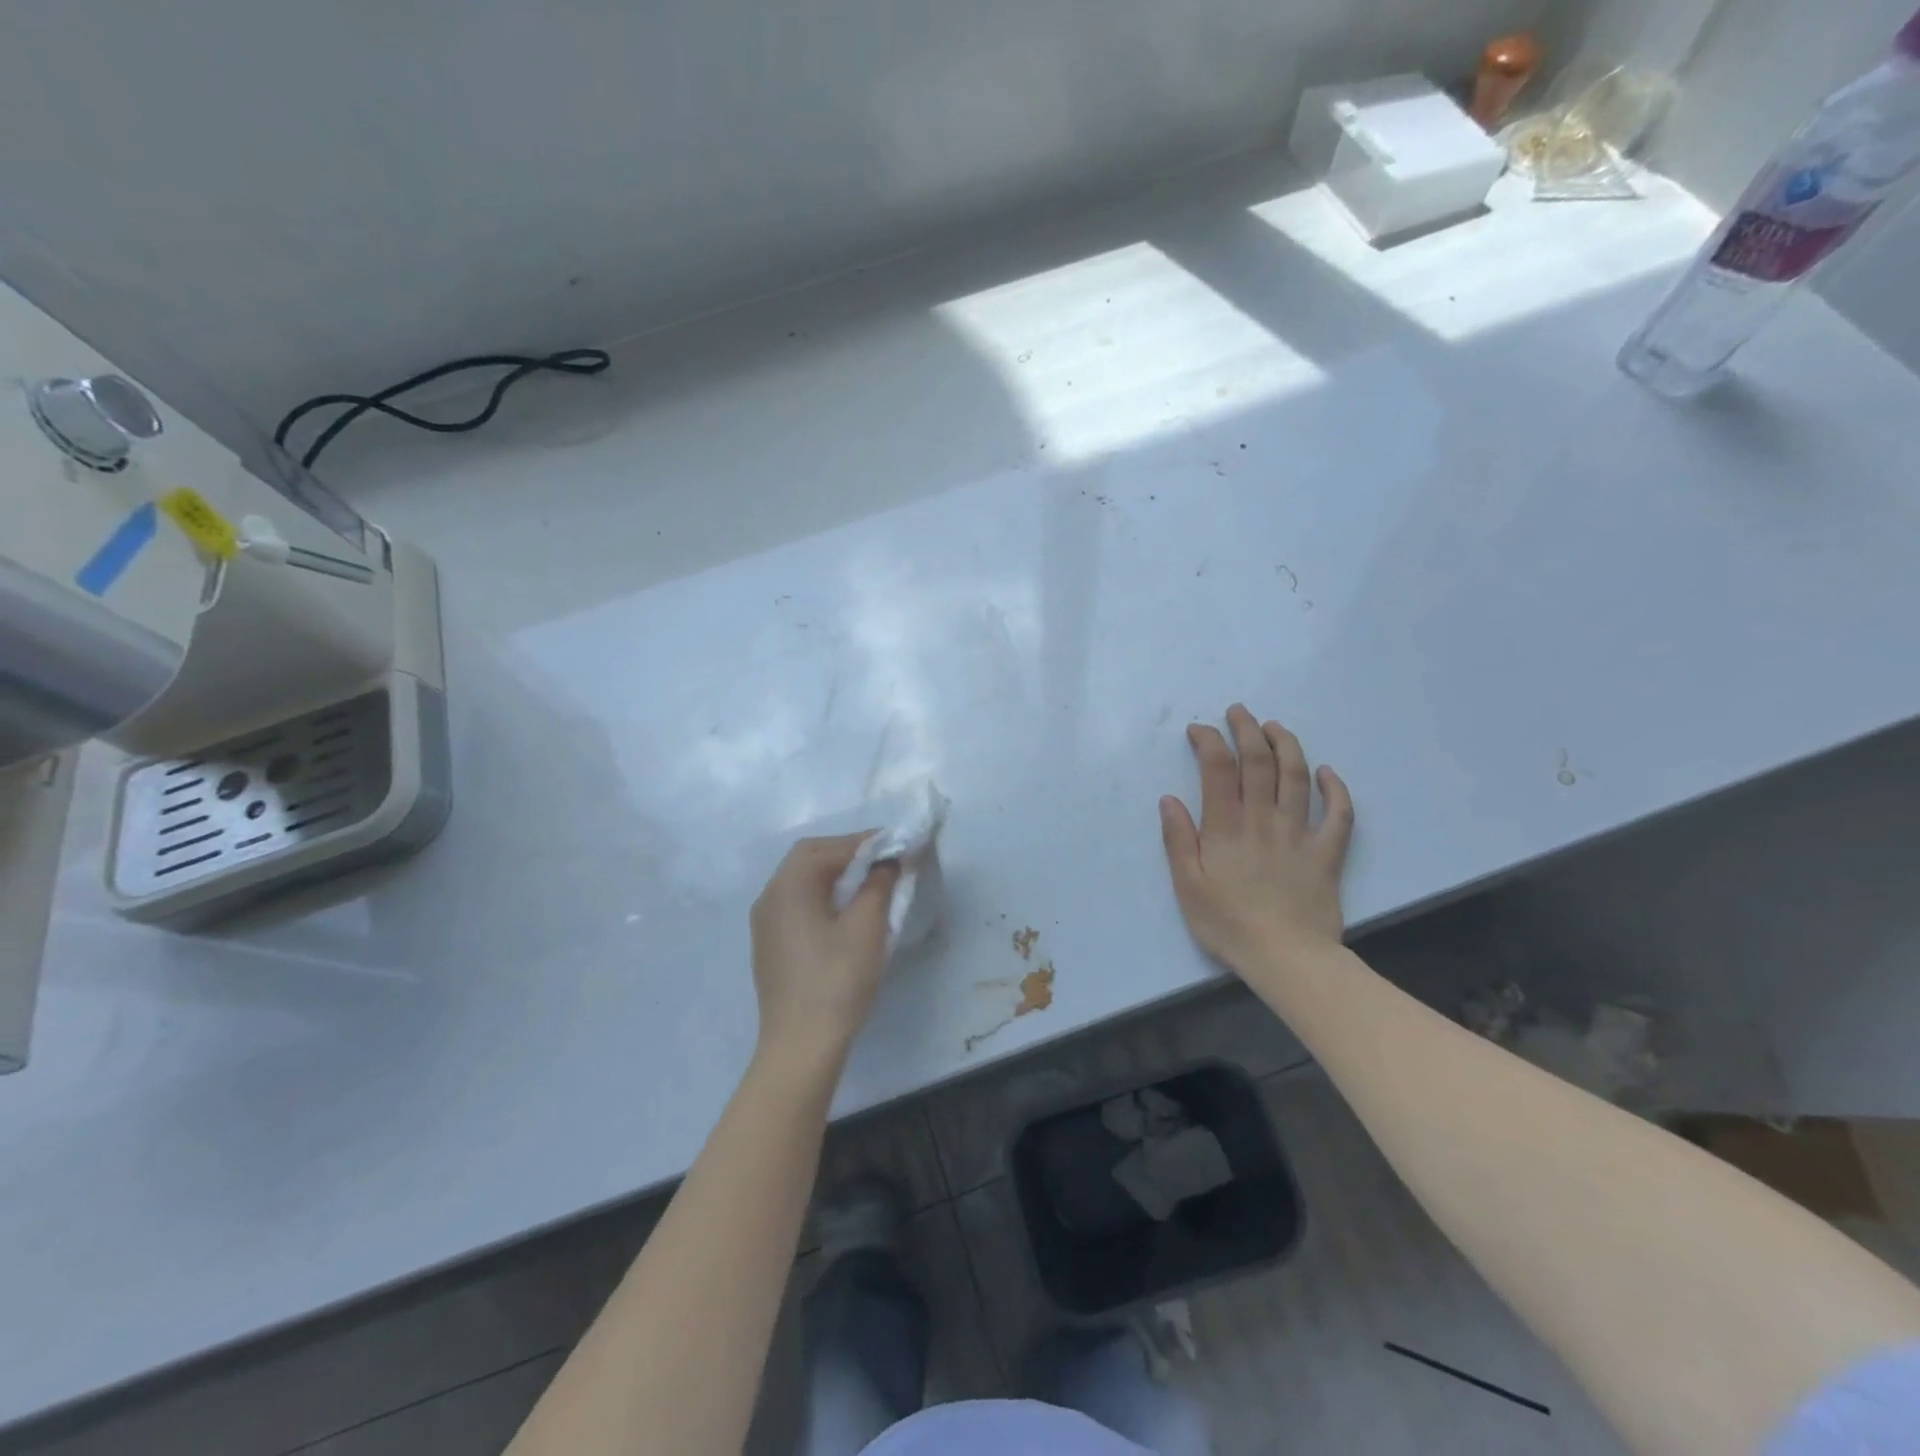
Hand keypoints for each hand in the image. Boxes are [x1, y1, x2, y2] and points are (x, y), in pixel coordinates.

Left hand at [749, 834, 899, 1066]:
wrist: (800, 1045)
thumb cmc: (836, 980)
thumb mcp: (866, 927)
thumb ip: (879, 884)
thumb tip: (887, 862)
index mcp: (788, 886)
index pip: (827, 847)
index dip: (863, 842)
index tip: (896, 844)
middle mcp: (770, 897)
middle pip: (808, 858)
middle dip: (847, 853)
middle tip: (883, 861)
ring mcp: (766, 923)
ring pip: (801, 881)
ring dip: (835, 874)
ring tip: (869, 883)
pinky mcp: (770, 945)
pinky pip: (797, 904)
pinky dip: (823, 896)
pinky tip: (845, 913)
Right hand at [1159, 704, 1354, 980]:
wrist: (1287, 958)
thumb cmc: (1228, 924)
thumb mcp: (1187, 886)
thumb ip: (1178, 840)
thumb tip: (1169, 799)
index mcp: (1226, 827)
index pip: (1218, 768)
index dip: (1209, 741)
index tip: (1199, 730)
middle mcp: (1263, 819)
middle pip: (1259, 762)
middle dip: (1248, 730)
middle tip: (1239, 712)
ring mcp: (1300, 833)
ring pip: (1297, 777)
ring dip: (1287, 745)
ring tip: (1275, 726)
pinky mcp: (1327, 853)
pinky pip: (1339, 814)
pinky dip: (1335, 789)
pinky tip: (1328, 772)